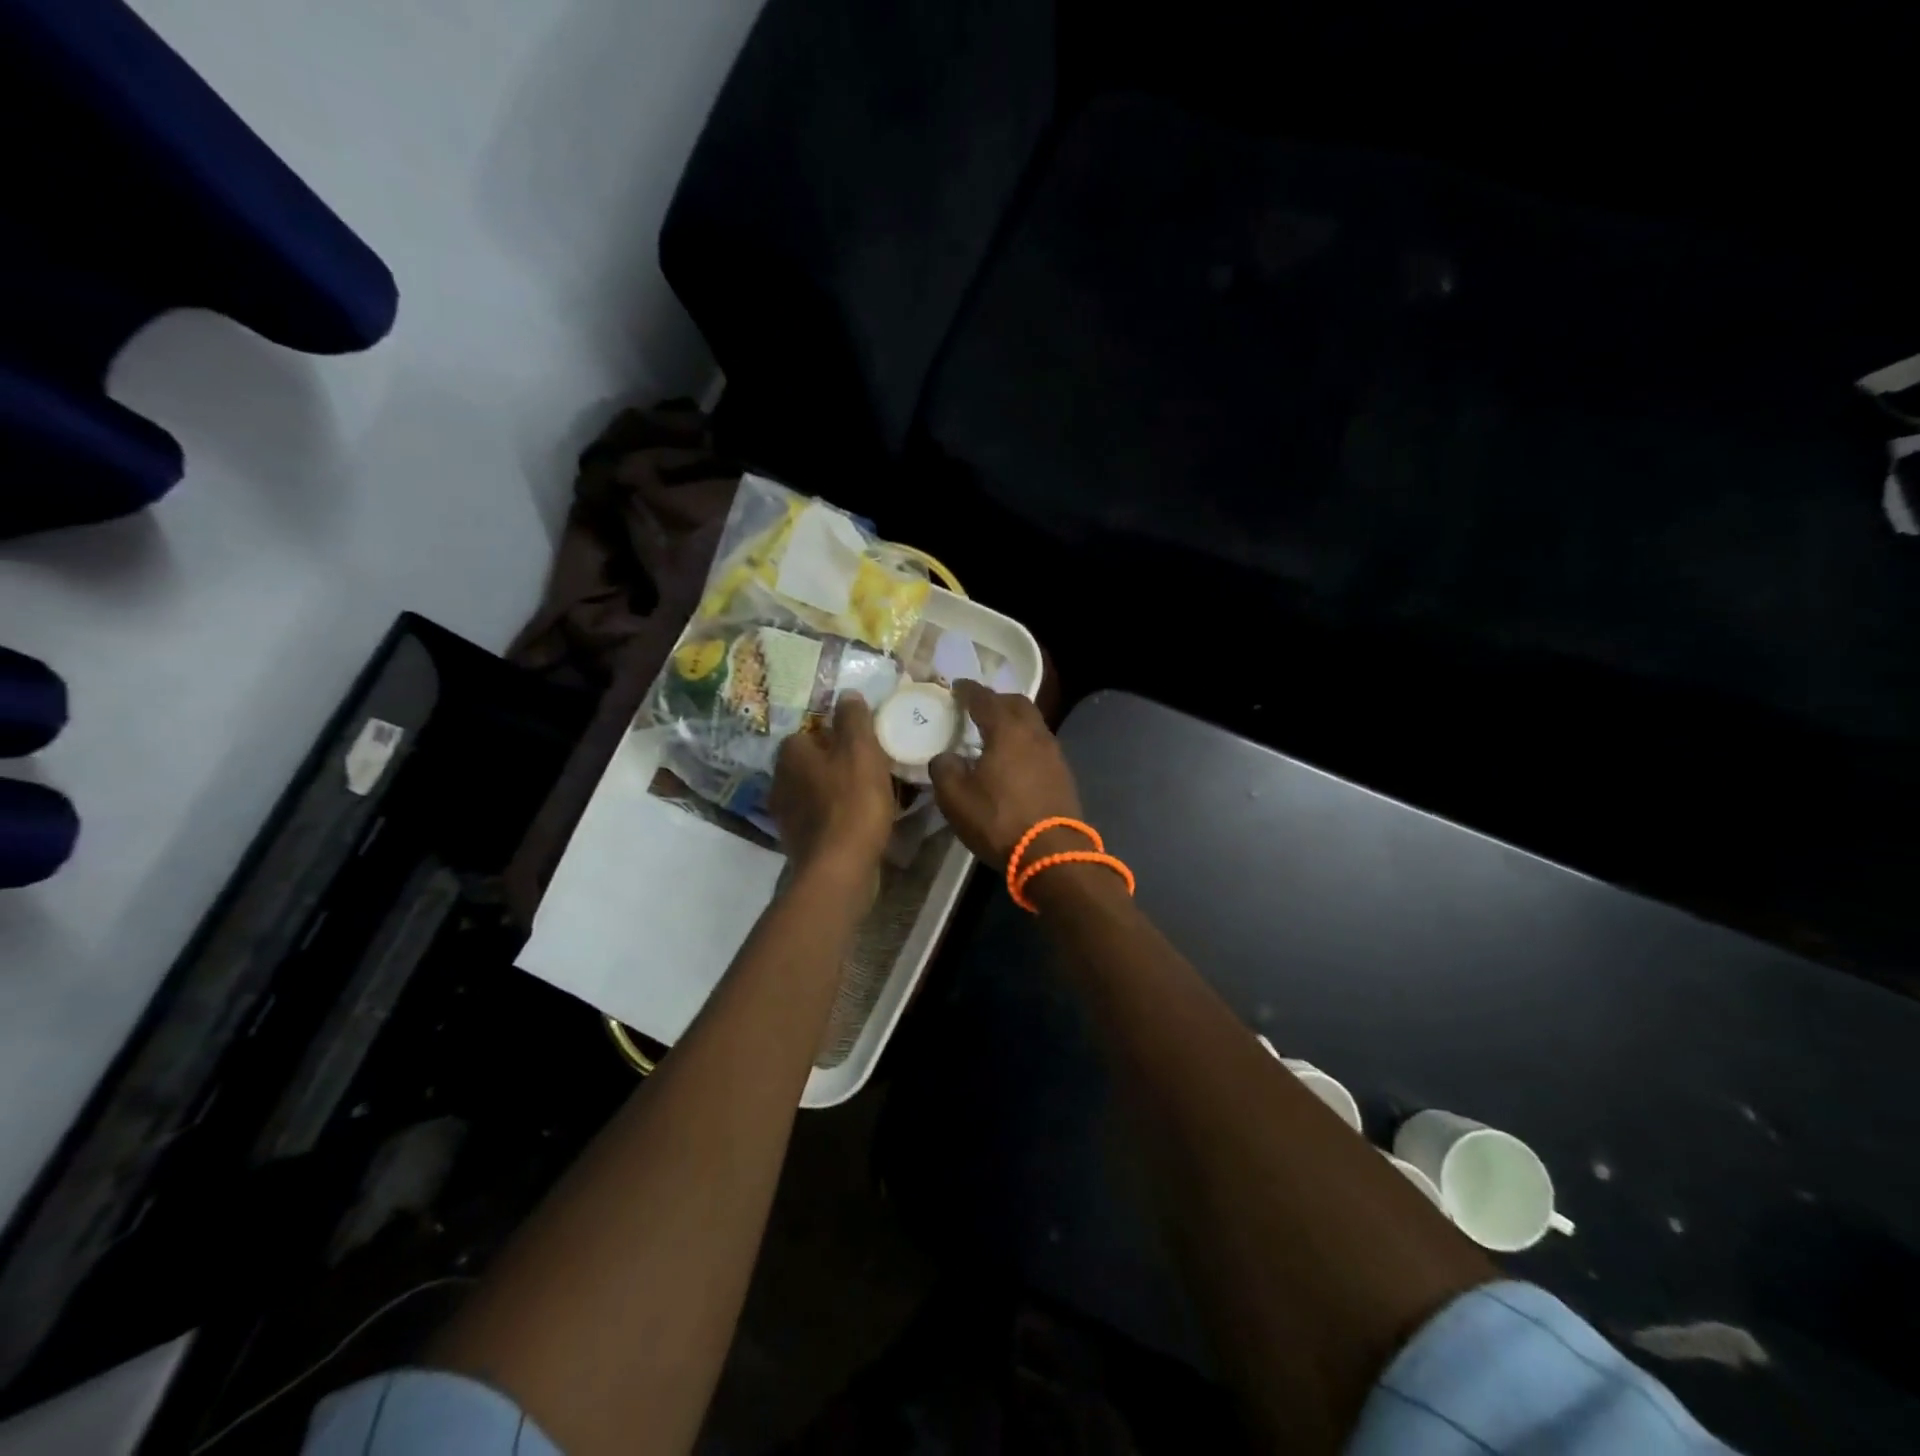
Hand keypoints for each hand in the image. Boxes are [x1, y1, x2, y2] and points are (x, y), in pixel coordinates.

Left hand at [771, 696, 894, 871]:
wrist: (840, 868)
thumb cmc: (852, 802)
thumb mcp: (861, 750)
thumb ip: (853, 719)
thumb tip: (847, 694)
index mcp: (790, 754)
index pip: (805, 732)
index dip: (831, 734)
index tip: (858, 742)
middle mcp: (779, 781)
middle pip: (807, 763)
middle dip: (831, 763)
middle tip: (865, 767)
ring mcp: (785, 815)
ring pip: (812, 791)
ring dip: (832, 790)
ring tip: (866, 794)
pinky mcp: (797, 842)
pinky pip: (818, 818)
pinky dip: (834, 816)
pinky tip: (857, 822)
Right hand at [929, 682, 1083, 867]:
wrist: (1052, 853)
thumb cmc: (999, 820)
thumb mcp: (955, 798)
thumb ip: (944, 769)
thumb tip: (945, 757)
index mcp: (1007, 731)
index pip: (985, 699)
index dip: (969, 690)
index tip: (957, 686)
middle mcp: (1035, 734)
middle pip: (1017, 704)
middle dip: (997, 700)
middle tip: (978, 706)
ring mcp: (1054, 754)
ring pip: (1033, 724)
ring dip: (1014, 722)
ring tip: (995, 733)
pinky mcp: (1064, 775)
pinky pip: (1040, 745)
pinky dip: (1024, 743)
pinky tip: (1014, 759)